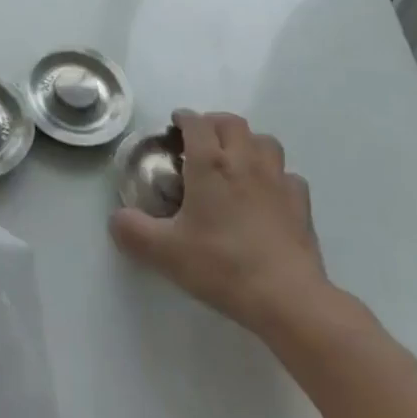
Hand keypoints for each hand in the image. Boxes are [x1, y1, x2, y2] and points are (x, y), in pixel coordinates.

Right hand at [109, 110, 334, 344]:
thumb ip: (133, 232)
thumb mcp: (166, 252)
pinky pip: (289, 176)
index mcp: (209, 162)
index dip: (183, 119)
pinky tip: (269, 196)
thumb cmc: (223, 266)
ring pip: (265, 141)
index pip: (195, 122)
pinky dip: (277, 177)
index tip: (174, 128)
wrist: (287, 299)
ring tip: (236, 162)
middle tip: (201, 143)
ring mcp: (277, 180)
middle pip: (231, 122)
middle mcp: (244, 160)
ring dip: (248, 143)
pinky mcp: (301, 203)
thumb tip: (115, 219)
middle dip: (214, 124)